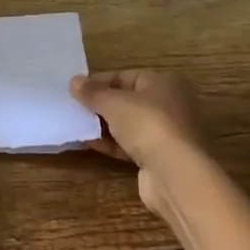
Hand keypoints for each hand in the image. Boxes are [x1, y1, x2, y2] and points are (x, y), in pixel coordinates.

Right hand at [70, 69, 202, 212]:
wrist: (175, 174)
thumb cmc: (147, 124)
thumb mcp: (113, 102)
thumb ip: (92, 92)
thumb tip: (74, 81)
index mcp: (164, 82)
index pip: (125, 76)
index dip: (99, 82)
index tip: (75, 91)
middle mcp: (169, 104)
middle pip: (127, 101)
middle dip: (100, 105)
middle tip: (74, 108)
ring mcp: (166, 133)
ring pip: (128, 124)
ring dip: (103, 126)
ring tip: (77, 126)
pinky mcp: (159, 157)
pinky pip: (130, 145)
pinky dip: (111, 143)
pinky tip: (89, 143)